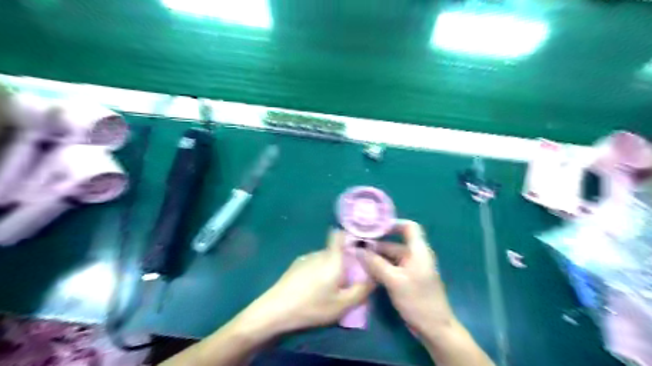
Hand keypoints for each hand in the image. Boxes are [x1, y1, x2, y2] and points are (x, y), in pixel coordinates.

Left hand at [239, 230, 374, 334]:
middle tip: (348, 279)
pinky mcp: (296, 266)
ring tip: (331, 287)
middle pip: (336, 249)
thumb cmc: (313, 306)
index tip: (359, 249)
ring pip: (325, 257)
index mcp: (332, 258)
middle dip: (344, 260)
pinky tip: (314, 289)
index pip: (340, 234)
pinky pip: (314, 263)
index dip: (350, 236)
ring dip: (331, 267)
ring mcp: (306, 258)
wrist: (276, 310)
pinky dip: (319, 271)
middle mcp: (319, 253)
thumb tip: (374, 277)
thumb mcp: (343, 305)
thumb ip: (361, 290)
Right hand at [359, 220, 453, 336]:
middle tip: (356, 246)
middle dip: (376, 244)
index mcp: (418, 251)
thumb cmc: (418, 300)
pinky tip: (366, 270)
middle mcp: (415, 256)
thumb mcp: (394, 281)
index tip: (373, 228)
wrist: (435, 328)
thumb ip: (375, 264)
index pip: (409, 227)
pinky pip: (391, 268)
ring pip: (391, 257)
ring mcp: (411, 269)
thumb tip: (357, 249)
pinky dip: (380, 267)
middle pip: (394, 244)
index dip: (393, 224)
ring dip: (376, 257)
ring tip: (357, 258)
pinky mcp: (407, 280)